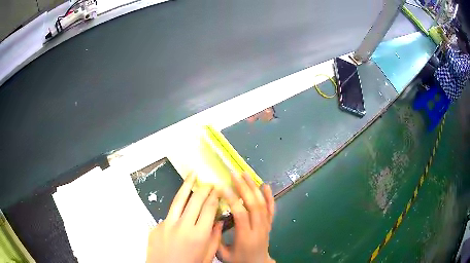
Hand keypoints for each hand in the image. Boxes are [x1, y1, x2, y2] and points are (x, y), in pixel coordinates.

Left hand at [146, 173, 222, 262]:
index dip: (215, 196)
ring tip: (192, 174)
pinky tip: (181, 208)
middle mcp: (182, 226)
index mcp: (199, 235)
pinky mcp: (156, 226)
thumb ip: (214, 239)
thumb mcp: (207, 256)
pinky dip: (177, 209)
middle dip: (204, 189)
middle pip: (195, 200)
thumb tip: (217, 223)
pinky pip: (169, 214)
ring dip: (187, 185)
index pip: (209, 208)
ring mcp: (167, 224)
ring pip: (178, 200)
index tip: (219, 188)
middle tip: (210, 183)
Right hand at [218, 173, 275, 262]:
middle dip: (243, 187)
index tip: (222, 187)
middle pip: (253, 205)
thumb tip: (212, 220)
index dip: (232, 199)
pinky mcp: (269, 224)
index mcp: (246, 237)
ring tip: (245, 174)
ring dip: (254, 188)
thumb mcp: (223, 254)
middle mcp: (258, 229)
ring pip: (262, 204)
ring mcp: (266, 226)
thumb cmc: (239, 260)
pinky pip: (271, 209)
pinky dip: (269, 196)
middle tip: (234, 174)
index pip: (241, 214)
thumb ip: (217, 239)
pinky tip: (265, 186)